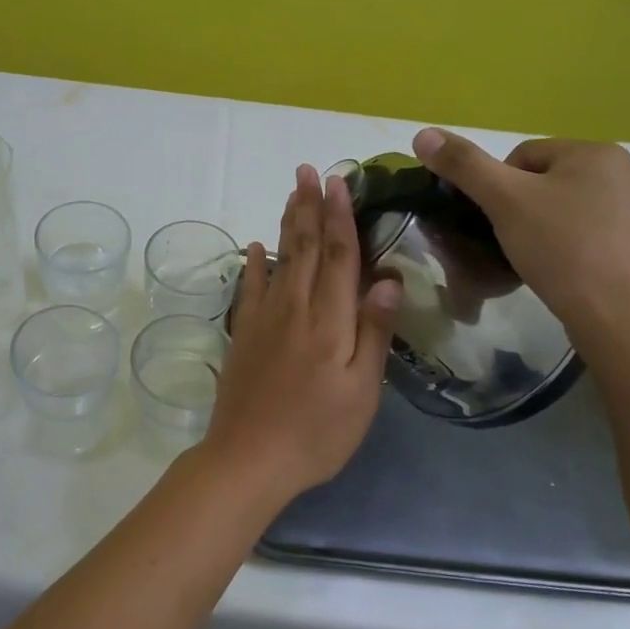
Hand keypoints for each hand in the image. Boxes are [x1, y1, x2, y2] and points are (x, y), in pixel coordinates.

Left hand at [202, 165, 400, 494]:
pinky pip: (249, 288)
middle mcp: (293, 309)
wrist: (248, 458)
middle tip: (308, 170)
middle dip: (308, 206)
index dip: (339, 217)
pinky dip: (253, 264)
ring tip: (291, 193)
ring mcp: (263, 320)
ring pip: (278, 259)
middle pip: (303, 247)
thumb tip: (387, 279)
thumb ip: (373, 332)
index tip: (338, 181)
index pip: (336, 256)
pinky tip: (254, 247)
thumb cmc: (316, 432)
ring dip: (285, 223)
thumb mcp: (361, 391)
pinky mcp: (242, 335)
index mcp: (328, 321)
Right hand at [411, 129, 629, 344]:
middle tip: (512, 242)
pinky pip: (596, 234)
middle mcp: (628, 172)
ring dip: (548, 227)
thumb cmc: (561, 248)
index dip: (498, 188)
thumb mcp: (503, 201)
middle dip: (524, 207)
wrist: (619, 316)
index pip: (524, 156)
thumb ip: (463, 165)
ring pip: (572, 208)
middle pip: (548, 180)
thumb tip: (423, 134)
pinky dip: (575, 247)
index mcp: (597, 152)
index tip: (496, 221)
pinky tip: (567, 272)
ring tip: (537, 260)